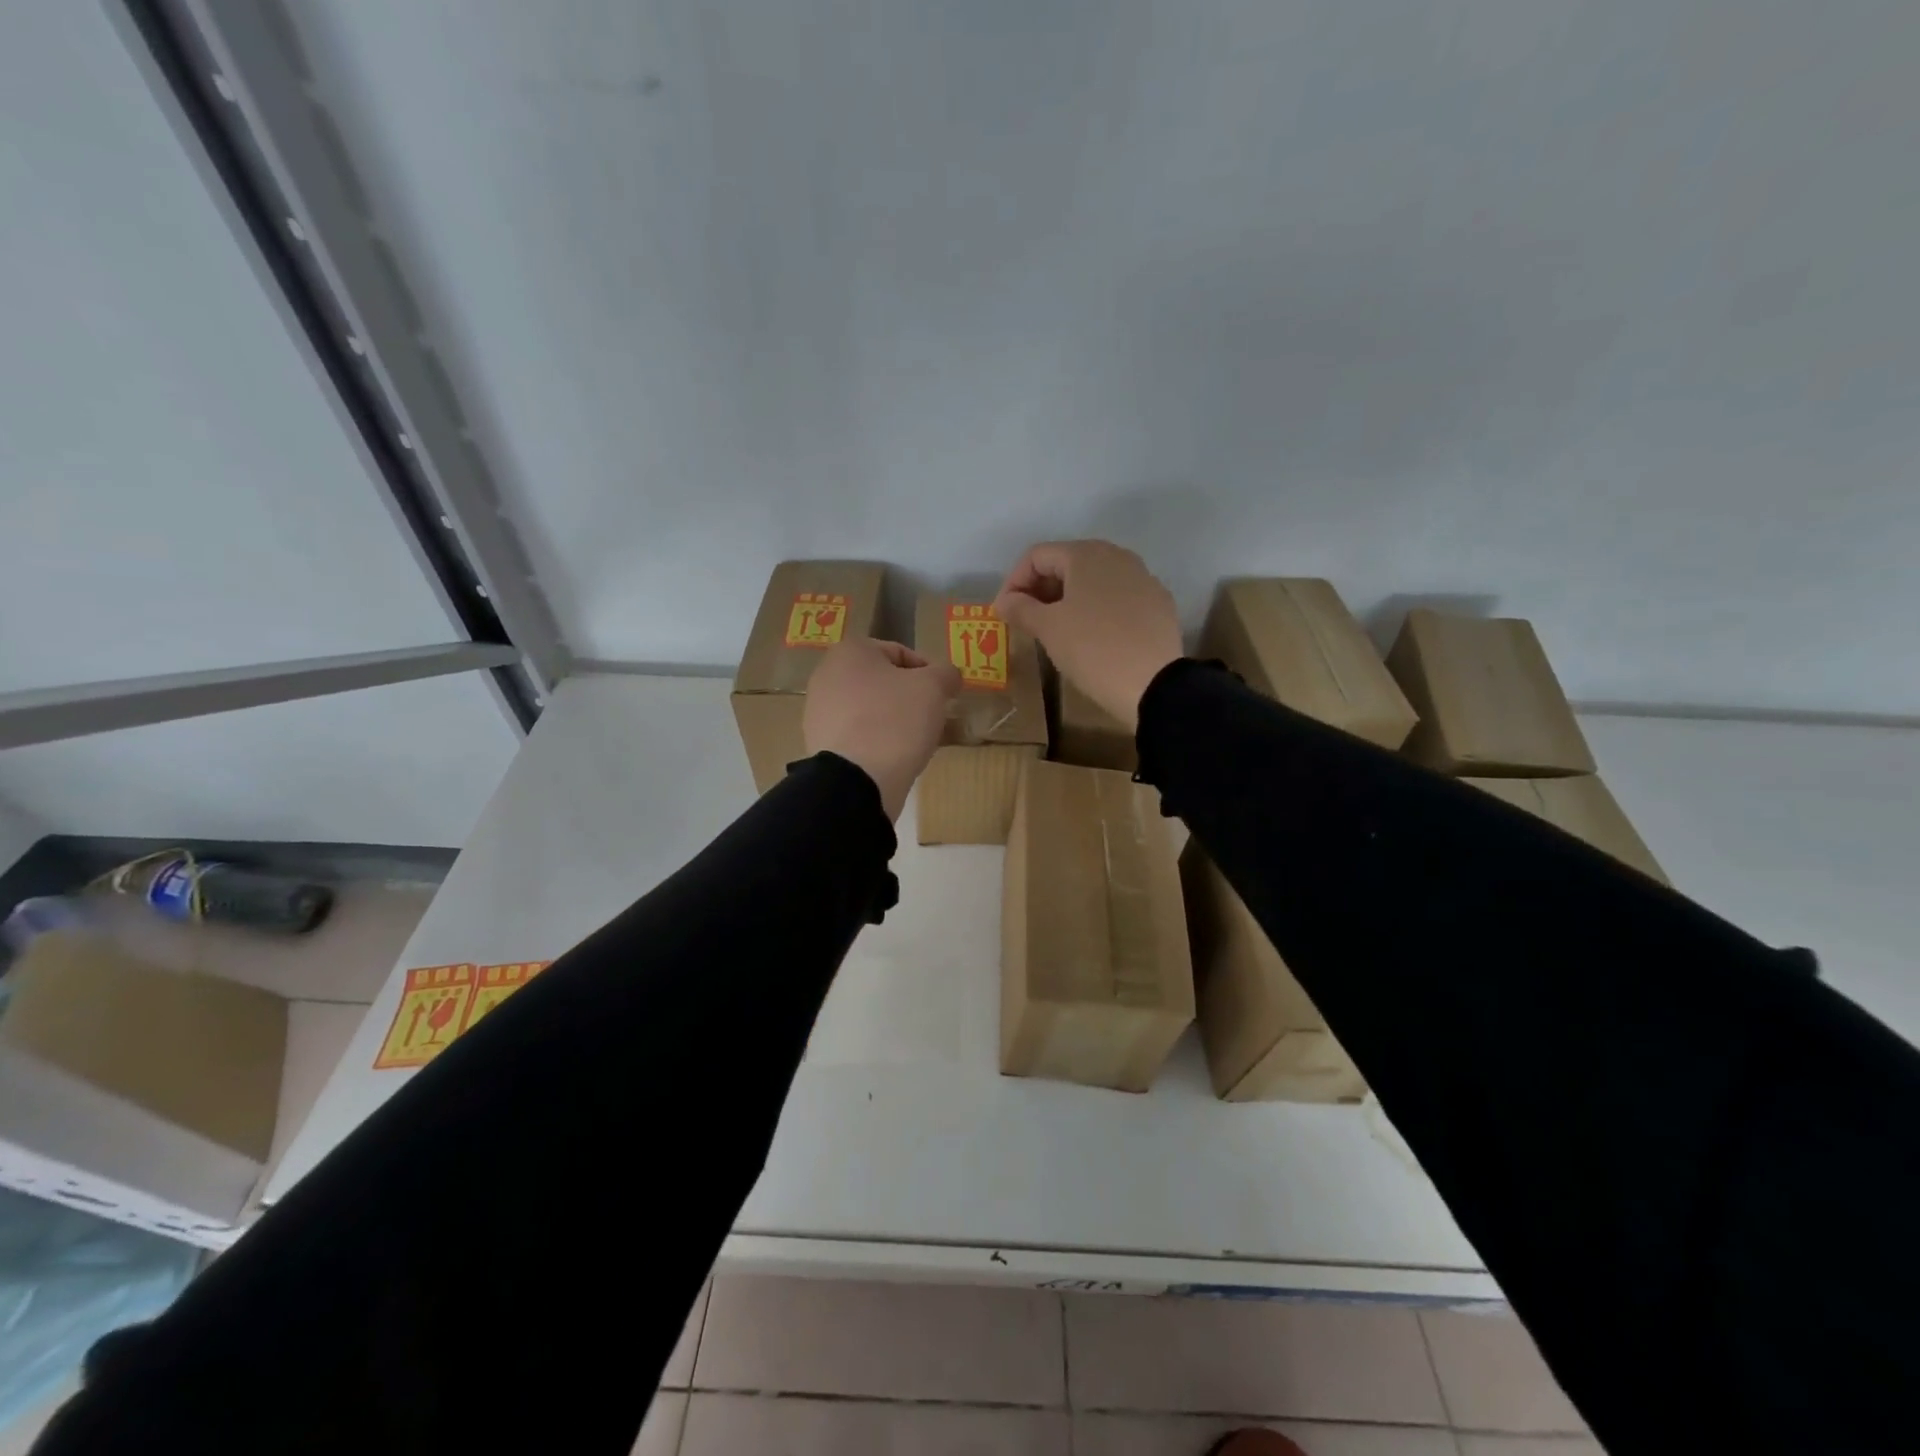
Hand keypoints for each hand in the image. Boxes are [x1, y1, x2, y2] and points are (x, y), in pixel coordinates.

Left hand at [804, 638, 960, 820]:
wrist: (857, 779)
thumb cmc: (895, 720)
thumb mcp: (933, 688)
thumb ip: (946, 673)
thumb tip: (948, 675)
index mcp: (850, 650)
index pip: (901, 653)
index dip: (929, 673)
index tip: (943, 696)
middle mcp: (826, 674)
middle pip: (882, 681)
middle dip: (908, 697)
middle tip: (930, 718)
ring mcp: (818, 710)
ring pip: (869, 709)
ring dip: (893, 720)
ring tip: (913, 741)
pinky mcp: (818, 742)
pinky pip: (856, 734)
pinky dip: (875, 740)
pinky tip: (891, 757)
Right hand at [992, 540, 1182, 728]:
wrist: (1153, 684)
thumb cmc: (1092, 648)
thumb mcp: (1048, 628)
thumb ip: (1021, 608)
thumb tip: (1004, 601)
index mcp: (1086, 554)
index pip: (1037, 556)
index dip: (1013, 582)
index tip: (1004, 613)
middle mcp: (1117, 556)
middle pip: (1067, 563)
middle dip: (1040, 589)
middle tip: (1026, 620)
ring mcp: (1143, 578)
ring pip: (1094, 580)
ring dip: (1068, 599)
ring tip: (1056, 629)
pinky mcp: (1158, 604)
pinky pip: (1117, 598)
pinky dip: (1097, 609)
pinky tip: (1092, 636)